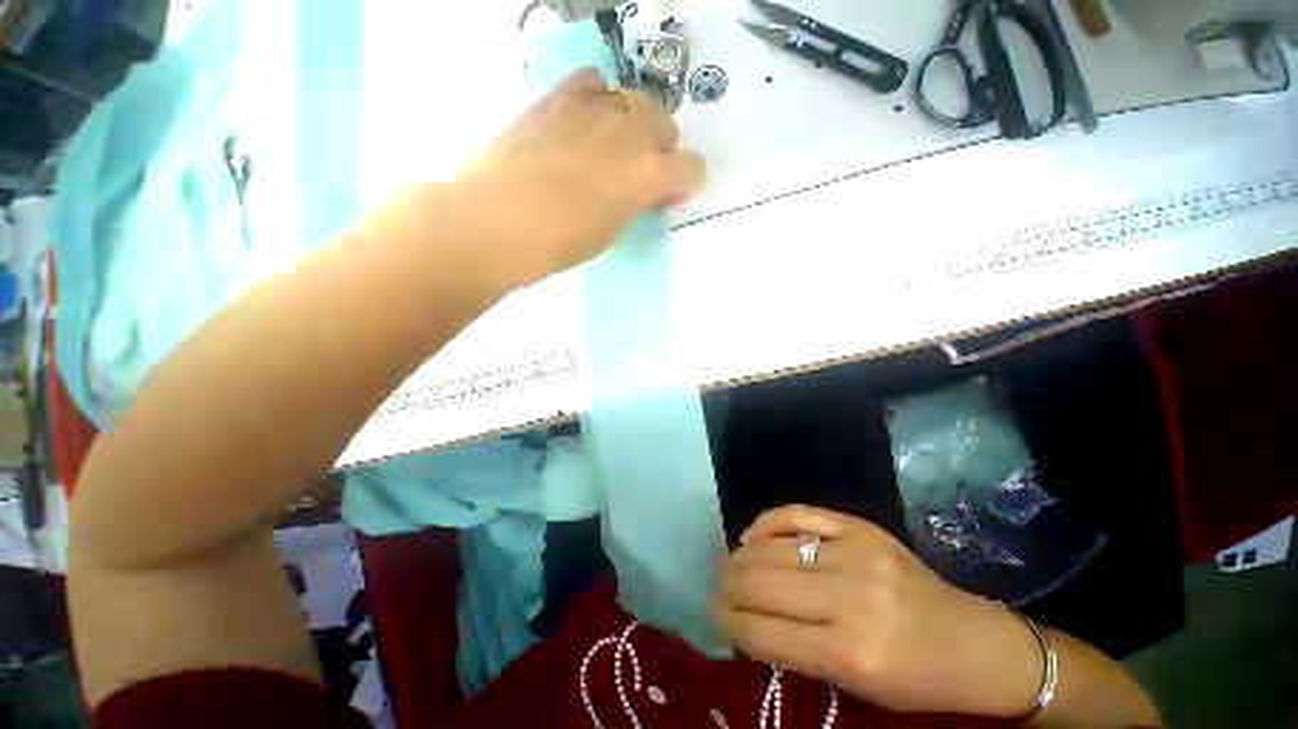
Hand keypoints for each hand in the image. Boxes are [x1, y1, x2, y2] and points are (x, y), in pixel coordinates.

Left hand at [457, 68, 705, 289]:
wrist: (497, 221)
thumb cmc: (560, 243)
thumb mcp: (612, 232)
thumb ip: (635, 203)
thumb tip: (639, 190)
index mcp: (649, 174)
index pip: (693, 168)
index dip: (684, 184)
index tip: (665, 198)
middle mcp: (631, 132)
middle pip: (666, 125)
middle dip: (661, 150)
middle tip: (638, 174)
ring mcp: (595, 107)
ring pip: (635, 100)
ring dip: (633, 124)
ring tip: (609, 148)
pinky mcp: (559, 96)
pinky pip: (594, 82)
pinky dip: (598, 99)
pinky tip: (584, 122)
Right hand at [715, 505, 1044, 717]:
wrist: (976, 644)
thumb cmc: (916, 680)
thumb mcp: (855, 687)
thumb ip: (796, 652)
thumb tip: (745, 621)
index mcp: (849, 655)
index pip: (763, 633)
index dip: (729, 622)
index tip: (714, 615)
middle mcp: (849, 599)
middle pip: (762, 584)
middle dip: (727, 585)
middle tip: (715, 586)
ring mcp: (855, 554)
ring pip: (772, 548)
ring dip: (740, 556)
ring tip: (728, 563)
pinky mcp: (861, 527)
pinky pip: (798, 515)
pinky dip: (767, 523)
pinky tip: (752, 535)